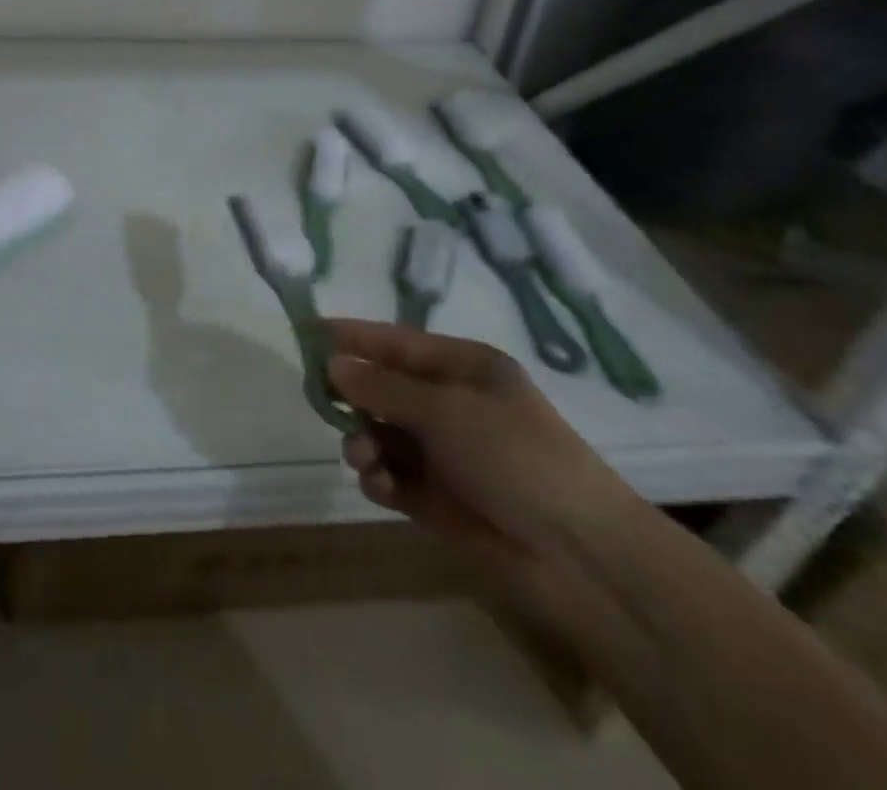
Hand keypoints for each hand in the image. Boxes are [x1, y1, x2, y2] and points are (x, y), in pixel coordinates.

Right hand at [326, 319, 639, 612]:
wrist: (576, 555)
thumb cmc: (514, 455)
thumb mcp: (445, 408)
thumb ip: (383, 387)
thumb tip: (333, 364)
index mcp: (464, 369)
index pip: (398, 342)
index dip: (356, 336)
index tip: (310, 331)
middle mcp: (451, 405)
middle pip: (384, 388)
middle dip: (354, 395)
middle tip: (322, 401)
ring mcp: (445, 454)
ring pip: (381, 434)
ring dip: (363, 440)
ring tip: (362, 455)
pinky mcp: (437, 499)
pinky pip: (392, 476)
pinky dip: (378, 478)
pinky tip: (379, 483)